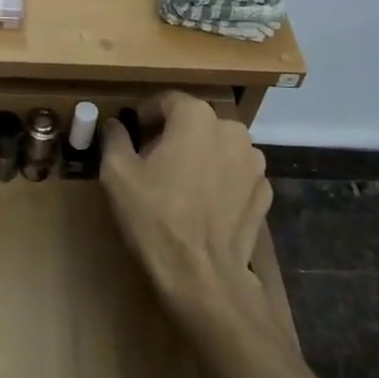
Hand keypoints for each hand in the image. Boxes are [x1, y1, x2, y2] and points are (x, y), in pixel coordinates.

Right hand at [100, 93, 270, 317]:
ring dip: (200, 156)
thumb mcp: (118, 174)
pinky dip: (220, 180)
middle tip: (152, 161)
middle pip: (195, 122)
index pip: (166, 100)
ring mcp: (254, 162)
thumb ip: (115, 138)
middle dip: (174, 135)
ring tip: (180, 184)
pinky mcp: (264, 192)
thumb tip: (114, 124)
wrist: (203, 277)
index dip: (146, 115)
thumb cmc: (156, 218)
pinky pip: (236, 174)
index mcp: (196, 117)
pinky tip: (204, 204)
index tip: (133, 134)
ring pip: (218, 147)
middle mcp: (231, 130)